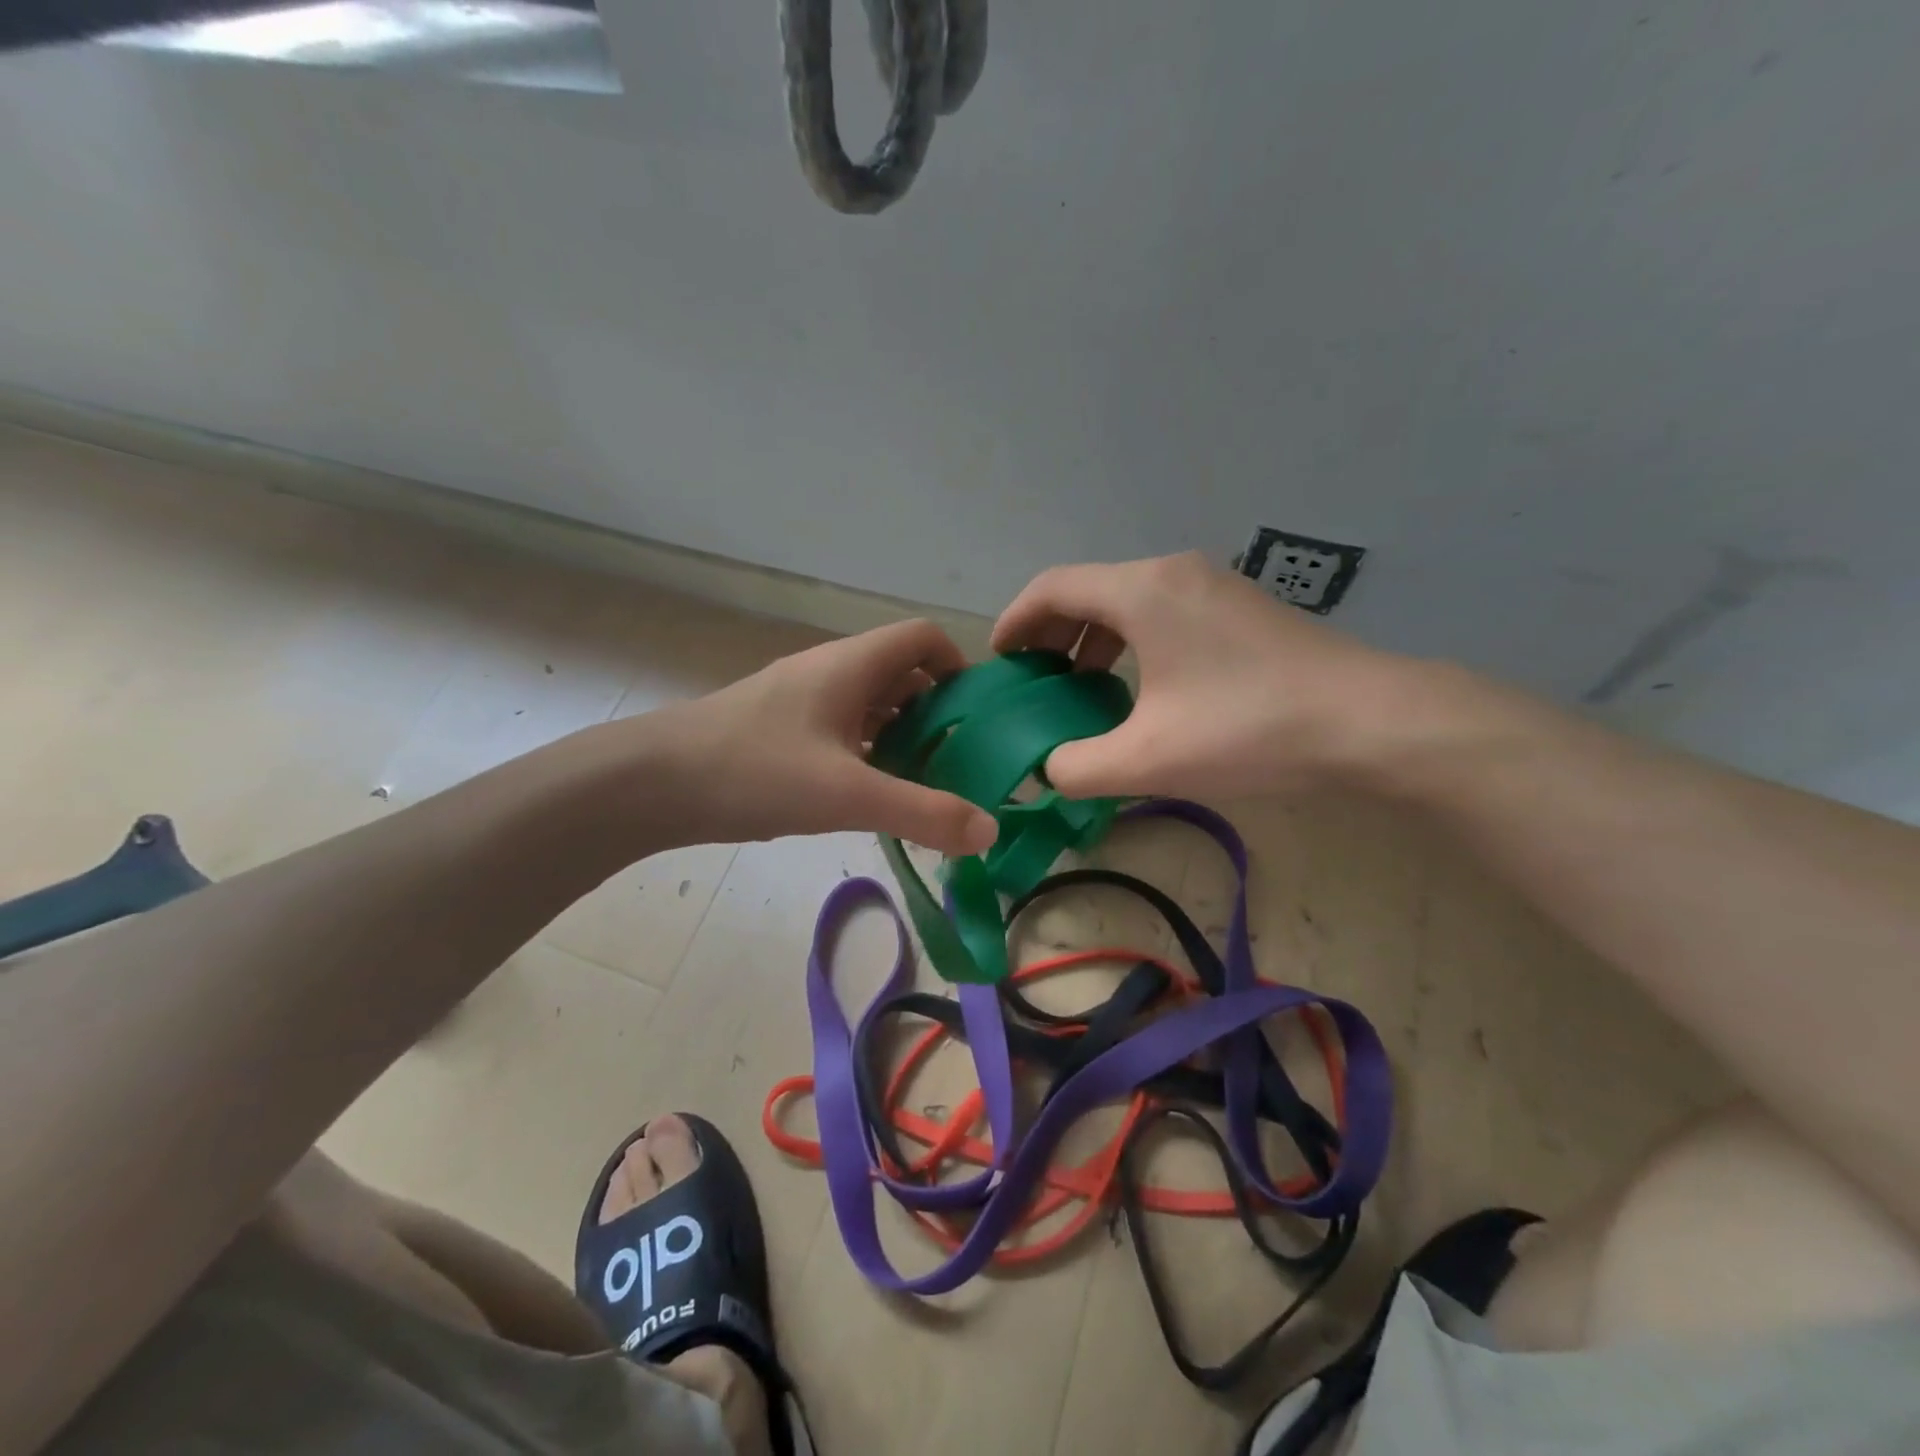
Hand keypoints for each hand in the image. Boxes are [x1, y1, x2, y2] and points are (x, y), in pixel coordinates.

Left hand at [642, 619, 999, 855]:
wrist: (652, 782)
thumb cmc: (755, 771)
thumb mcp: (848, 794)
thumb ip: (923, 812)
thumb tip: (990, 832)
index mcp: (852, 665)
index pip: (923, 638)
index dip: (958, 667)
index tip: (980, 717)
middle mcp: (830, 672)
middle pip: (901, 676)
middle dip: (937, 715)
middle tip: (962, 763)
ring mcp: (802, 701)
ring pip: (870, 707)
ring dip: (902, 738)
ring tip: (926, 785)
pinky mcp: (781, 731)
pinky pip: (842, 731)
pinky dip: (868, 755)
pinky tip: (871, 796)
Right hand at [992, 553, 1415, 799]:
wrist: (1370, 721)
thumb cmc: (1248, 729)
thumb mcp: (1147, 759)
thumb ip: (1077, 766)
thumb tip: (1049, 768)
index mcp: (1142, 591)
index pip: (1053, 587)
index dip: (1015, 620)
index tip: (999, 661)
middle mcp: (1173, 573)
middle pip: (1089, 589)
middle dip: (1052, 632)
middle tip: (1035, 679)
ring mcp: (1212, 585)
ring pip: (1128, 600)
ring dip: (1093, 638)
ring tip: (1080, 685)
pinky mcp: (1240, 608)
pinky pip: (1163, 612)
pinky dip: (1132, 640)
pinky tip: (1140, 687)